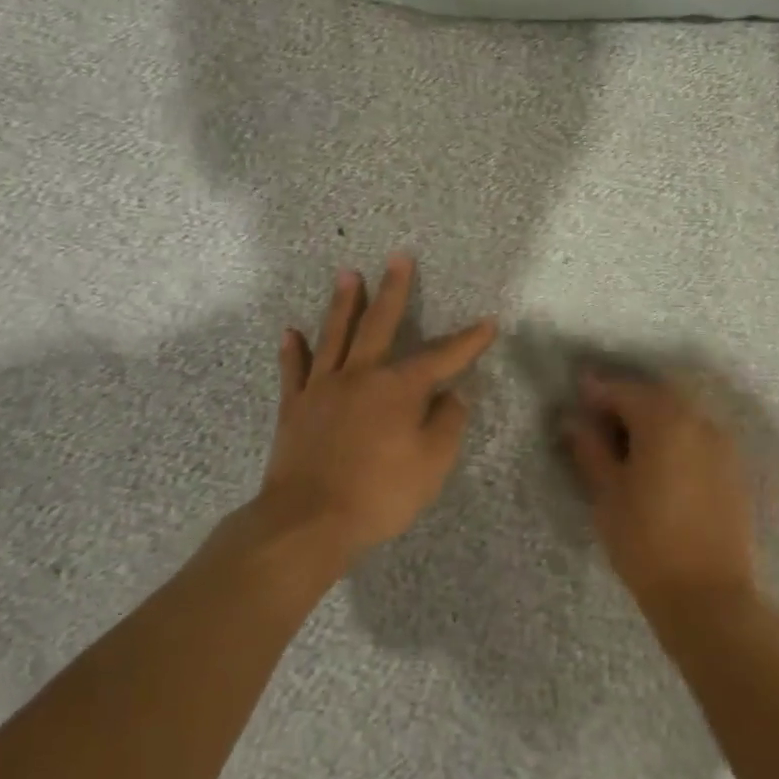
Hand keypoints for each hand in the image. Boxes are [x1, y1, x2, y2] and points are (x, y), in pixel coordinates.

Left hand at [258, 255, 497, 565]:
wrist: (308, 521)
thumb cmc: (379, 494)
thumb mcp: (432, 465)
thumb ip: (447, 424)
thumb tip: (453, 395)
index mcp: (398, 388)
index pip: (442, 357)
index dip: (468, 341)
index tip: (488, 323)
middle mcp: (360, 375)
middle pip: (379, 324)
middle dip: (393, 290)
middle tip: (398, 258)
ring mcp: (323, 388)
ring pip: (334, 335)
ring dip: (343, 303)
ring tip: (347, 274)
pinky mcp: (294, 407)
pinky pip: (294, 371)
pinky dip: (293, 351)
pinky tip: (291, 332)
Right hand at [562, 371, 757, 612]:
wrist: (710, 598)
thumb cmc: (647, 542)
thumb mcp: (607, 493)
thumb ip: (590, 449)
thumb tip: (574, 420)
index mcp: (664, 420)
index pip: (623, 390)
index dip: (595, 391)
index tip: (575, 397)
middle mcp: (698, 421)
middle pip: (655, 396)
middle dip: (625, 401)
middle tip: (597, 422)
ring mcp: (722, 445)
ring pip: (679, 415)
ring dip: (651, 419)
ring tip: (625, 444)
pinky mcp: (733, 470)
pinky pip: (697, 437)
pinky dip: (674, 438)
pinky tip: (657, 463)